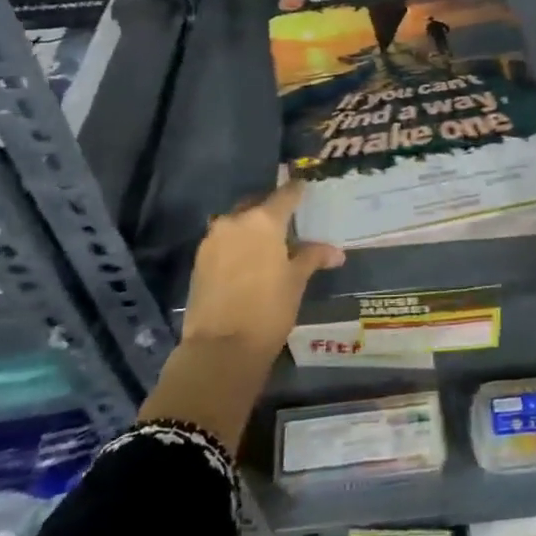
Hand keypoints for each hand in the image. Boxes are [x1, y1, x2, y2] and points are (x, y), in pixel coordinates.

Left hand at [180, 183, 343, 355]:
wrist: (221, 348)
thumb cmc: (268, 309)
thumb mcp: (296, 281)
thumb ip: (312, 257)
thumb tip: (336, 252)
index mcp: (263, 220)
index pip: (285, 194)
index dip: (297, 190)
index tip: (305, 187)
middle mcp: (235, 221)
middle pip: (256, 205)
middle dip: (271, 210)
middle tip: (287, 221)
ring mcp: (212, 240)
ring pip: (236, 223)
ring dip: (251, 228)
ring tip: (267, 244)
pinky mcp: (199, 260)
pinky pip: (223, 241)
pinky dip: (236, 244)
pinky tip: (247, 261)